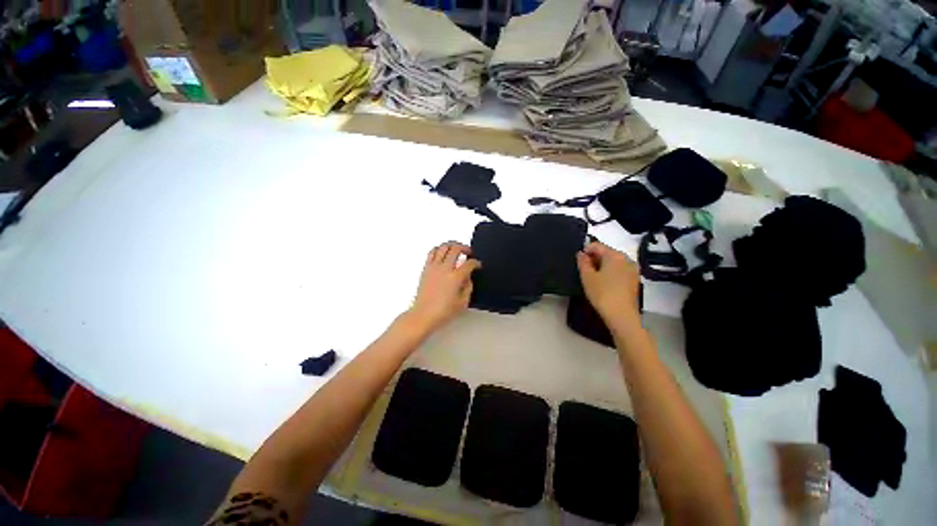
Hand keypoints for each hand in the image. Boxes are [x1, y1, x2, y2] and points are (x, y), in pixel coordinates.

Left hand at [407, 242, 480, 333]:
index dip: (476, 262)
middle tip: (468, 252)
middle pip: (456, 249)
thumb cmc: (443, 312)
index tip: (478, 265)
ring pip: (443, 247)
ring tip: (456, 248)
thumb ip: (468, 287)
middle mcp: (444, 269)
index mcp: (455, 277)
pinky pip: (432, 252)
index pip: (469, 263)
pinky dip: (439, 249)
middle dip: (465, 248)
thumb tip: (468, 277)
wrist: (423, 315)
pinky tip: (442, 253)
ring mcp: (434, 267)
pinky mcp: (426, 269)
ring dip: (451, 245)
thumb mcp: (463, 302)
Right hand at [576, 241, 641, 327]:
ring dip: (602, 266)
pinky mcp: (634, 281)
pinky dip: (610, 273)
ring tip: (592, 277)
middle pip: (607, 253)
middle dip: (594, 258)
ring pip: (614, 262)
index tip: (578, 260)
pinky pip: (619, 271)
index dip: (585, 250)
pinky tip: (603, 283)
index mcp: (615, 255)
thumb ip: (583, 262)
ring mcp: (633, 270)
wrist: (621, 315)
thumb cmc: (602, 293)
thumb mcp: (587, 277)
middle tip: (583, 269)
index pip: (597, 245)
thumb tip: (581, 253)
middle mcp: (627, 259)